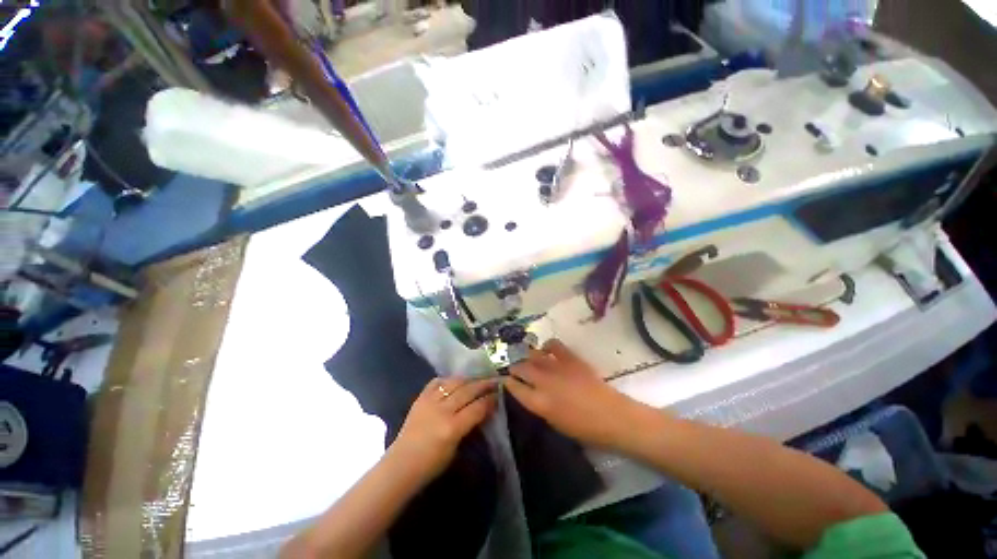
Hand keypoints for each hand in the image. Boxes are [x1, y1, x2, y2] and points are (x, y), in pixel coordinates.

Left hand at [391, 376, 497, 479]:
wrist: (401, 465)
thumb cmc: (431, 465)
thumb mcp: (456, 449)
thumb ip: (469, 426)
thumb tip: (481, 411)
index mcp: (452, 428)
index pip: (477, 407)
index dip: (490, 400)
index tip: (498, 395)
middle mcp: (442, 410)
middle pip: (468, 391)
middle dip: (483, 384)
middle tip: (494, 381)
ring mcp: (430, 402)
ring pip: (453, 382)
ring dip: (468, 379)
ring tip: (476, 378)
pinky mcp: (420, 398)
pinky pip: (436, 382)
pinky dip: (447, 379)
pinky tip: (454, 381)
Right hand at [506, 339, 649, 449]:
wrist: (611, 416)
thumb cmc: (584, 429)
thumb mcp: (555, 423)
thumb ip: (539, 406)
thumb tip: (532, 393)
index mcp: (538, 403)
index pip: (514, 388)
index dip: (508, 382)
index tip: (506, 380)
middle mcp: (543, 382)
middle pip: (521, 368)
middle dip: (515, 367)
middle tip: (515, 368)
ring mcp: (556, 367)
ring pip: (533, 355)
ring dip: (528, 356)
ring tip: (529, 359)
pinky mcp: (569, 358)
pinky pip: (553, 345)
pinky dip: (547, 346)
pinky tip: (547, 351)